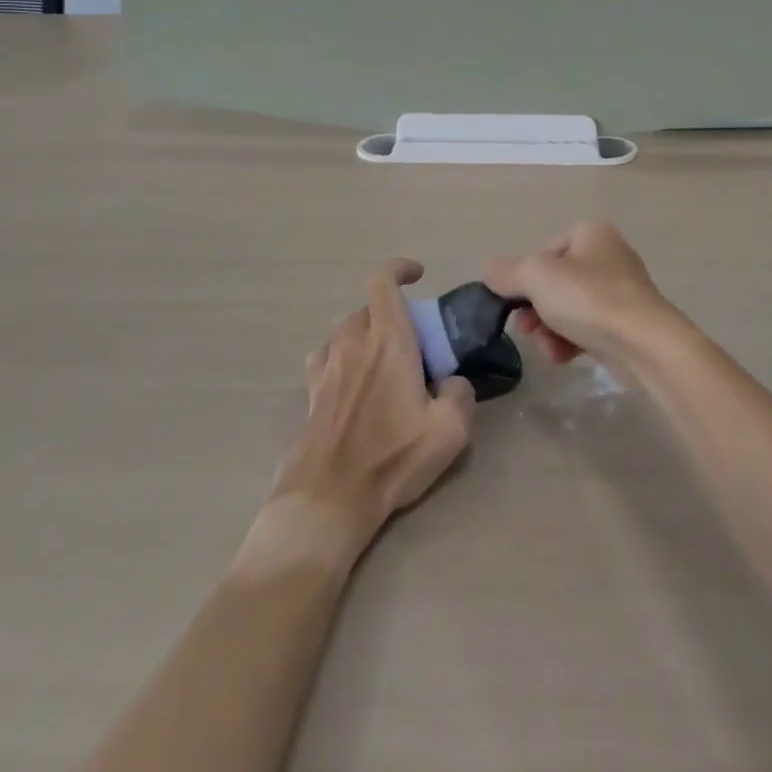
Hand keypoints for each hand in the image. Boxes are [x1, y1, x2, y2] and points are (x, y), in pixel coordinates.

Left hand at [270, 259, 476, 547]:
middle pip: (367, 308)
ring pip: (344, 332)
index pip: (383, 282)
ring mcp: (325, 369)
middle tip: (412, 340)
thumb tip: (453, 382)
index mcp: (387, 341)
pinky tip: (352, 384)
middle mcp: (352, 344)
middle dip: (390, 313)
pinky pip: (326, 359)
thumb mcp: (450, 430)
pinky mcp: (310, 396)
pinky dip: (341, 359)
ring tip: (382, 361)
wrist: (327, 502)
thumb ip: (461, 394)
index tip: (419, 276)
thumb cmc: (391, 459)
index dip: (400, 269)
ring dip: (364, 335)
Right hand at [483, 221, 686, 364]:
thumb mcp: (536, 277)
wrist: (645, 344)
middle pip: (554, 283)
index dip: (524, 278)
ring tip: (548, 348)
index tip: (513, 302)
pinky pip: (587, 329)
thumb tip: (489, 270)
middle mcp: (608, 256)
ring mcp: (620, 291)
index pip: (543, 252)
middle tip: (526, 328)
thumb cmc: (589, 298)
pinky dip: (570, 342)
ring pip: (568, 309)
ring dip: (549, 330)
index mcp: (591, 233)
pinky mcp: (626, 324)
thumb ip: (507, 272)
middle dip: (535, 309)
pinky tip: (564, 357)